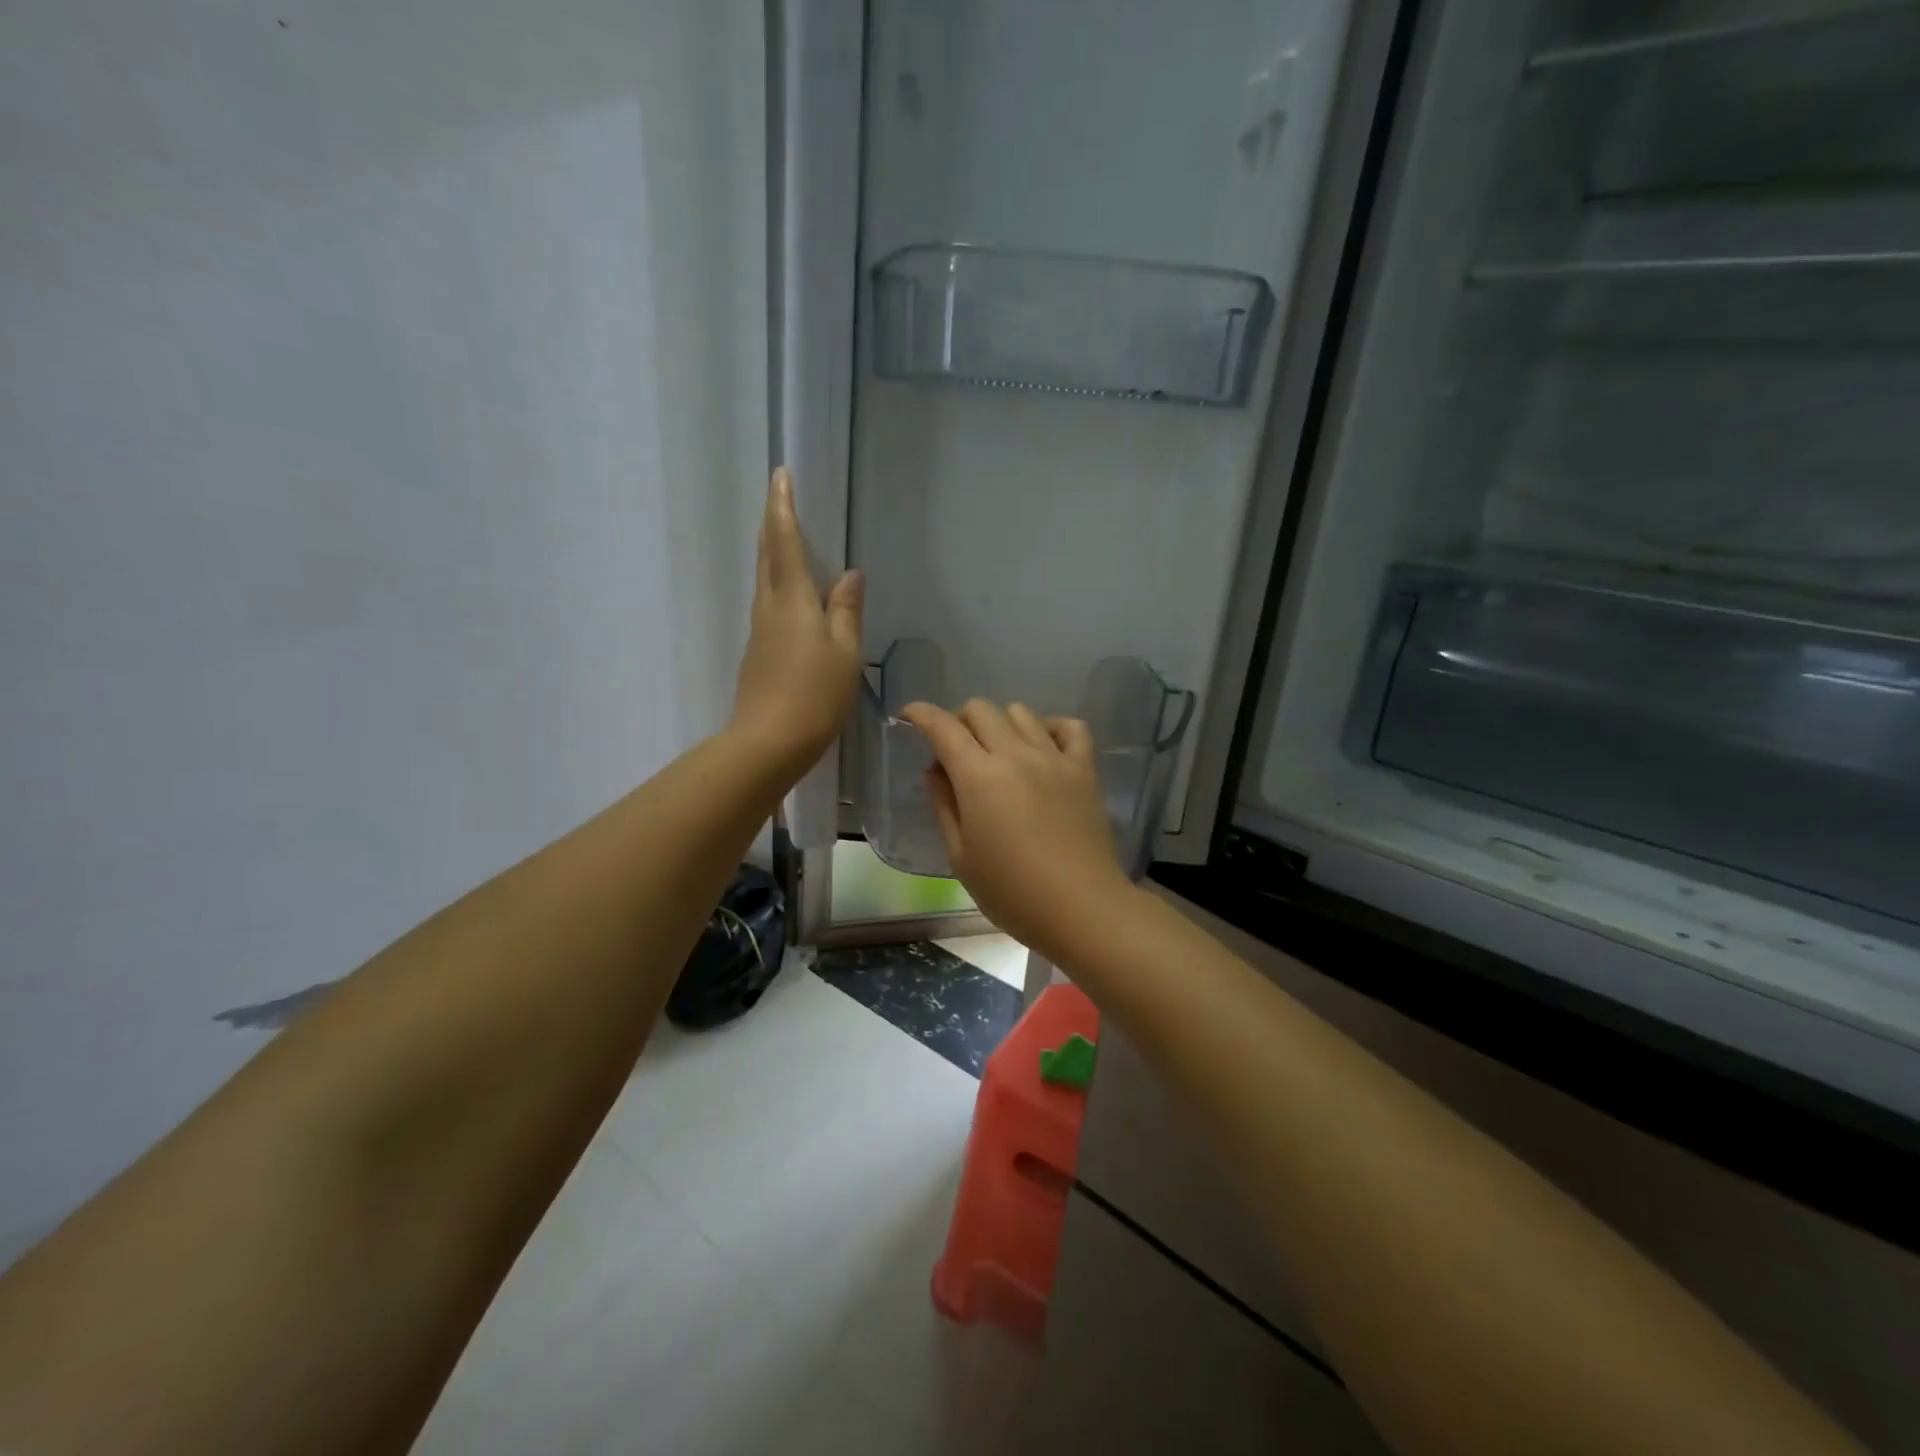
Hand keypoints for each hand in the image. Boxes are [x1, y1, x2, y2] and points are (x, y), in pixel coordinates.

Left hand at [731, 467, 863, 776]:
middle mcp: (769, 608)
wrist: (769, 742)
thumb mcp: (845, 651)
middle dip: (773, 524)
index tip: (779, 476)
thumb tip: (850, 574)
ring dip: (773, 554)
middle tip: (780, 499)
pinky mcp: (758, 654)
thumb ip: (847, 610)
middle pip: (767, 557)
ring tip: (788, 539)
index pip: (785, 542)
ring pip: (765, 581)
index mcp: (792, 599)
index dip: (783, 508)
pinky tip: (793, 597)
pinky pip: (769, 606)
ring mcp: (760, 632)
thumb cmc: (815, 694)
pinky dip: (779, 586)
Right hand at [899, 699, 1135, 963]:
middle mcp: (1016, 755)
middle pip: (981, 709)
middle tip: (956, 750)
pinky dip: (1051, 727)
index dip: (921, 714)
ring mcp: (1054, 758)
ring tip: (999, 752)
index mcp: (979, 777)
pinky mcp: (1085, 770)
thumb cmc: (1012, 893)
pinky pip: (1071, 727)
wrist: (1082, 908)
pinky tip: (1043, 748)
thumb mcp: (961, 857)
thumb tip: (936, 770)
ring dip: (1001, 723)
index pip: (943, 727)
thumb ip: (944, 806)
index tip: (909, 715)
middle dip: (959, 720)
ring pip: (1021, 712)